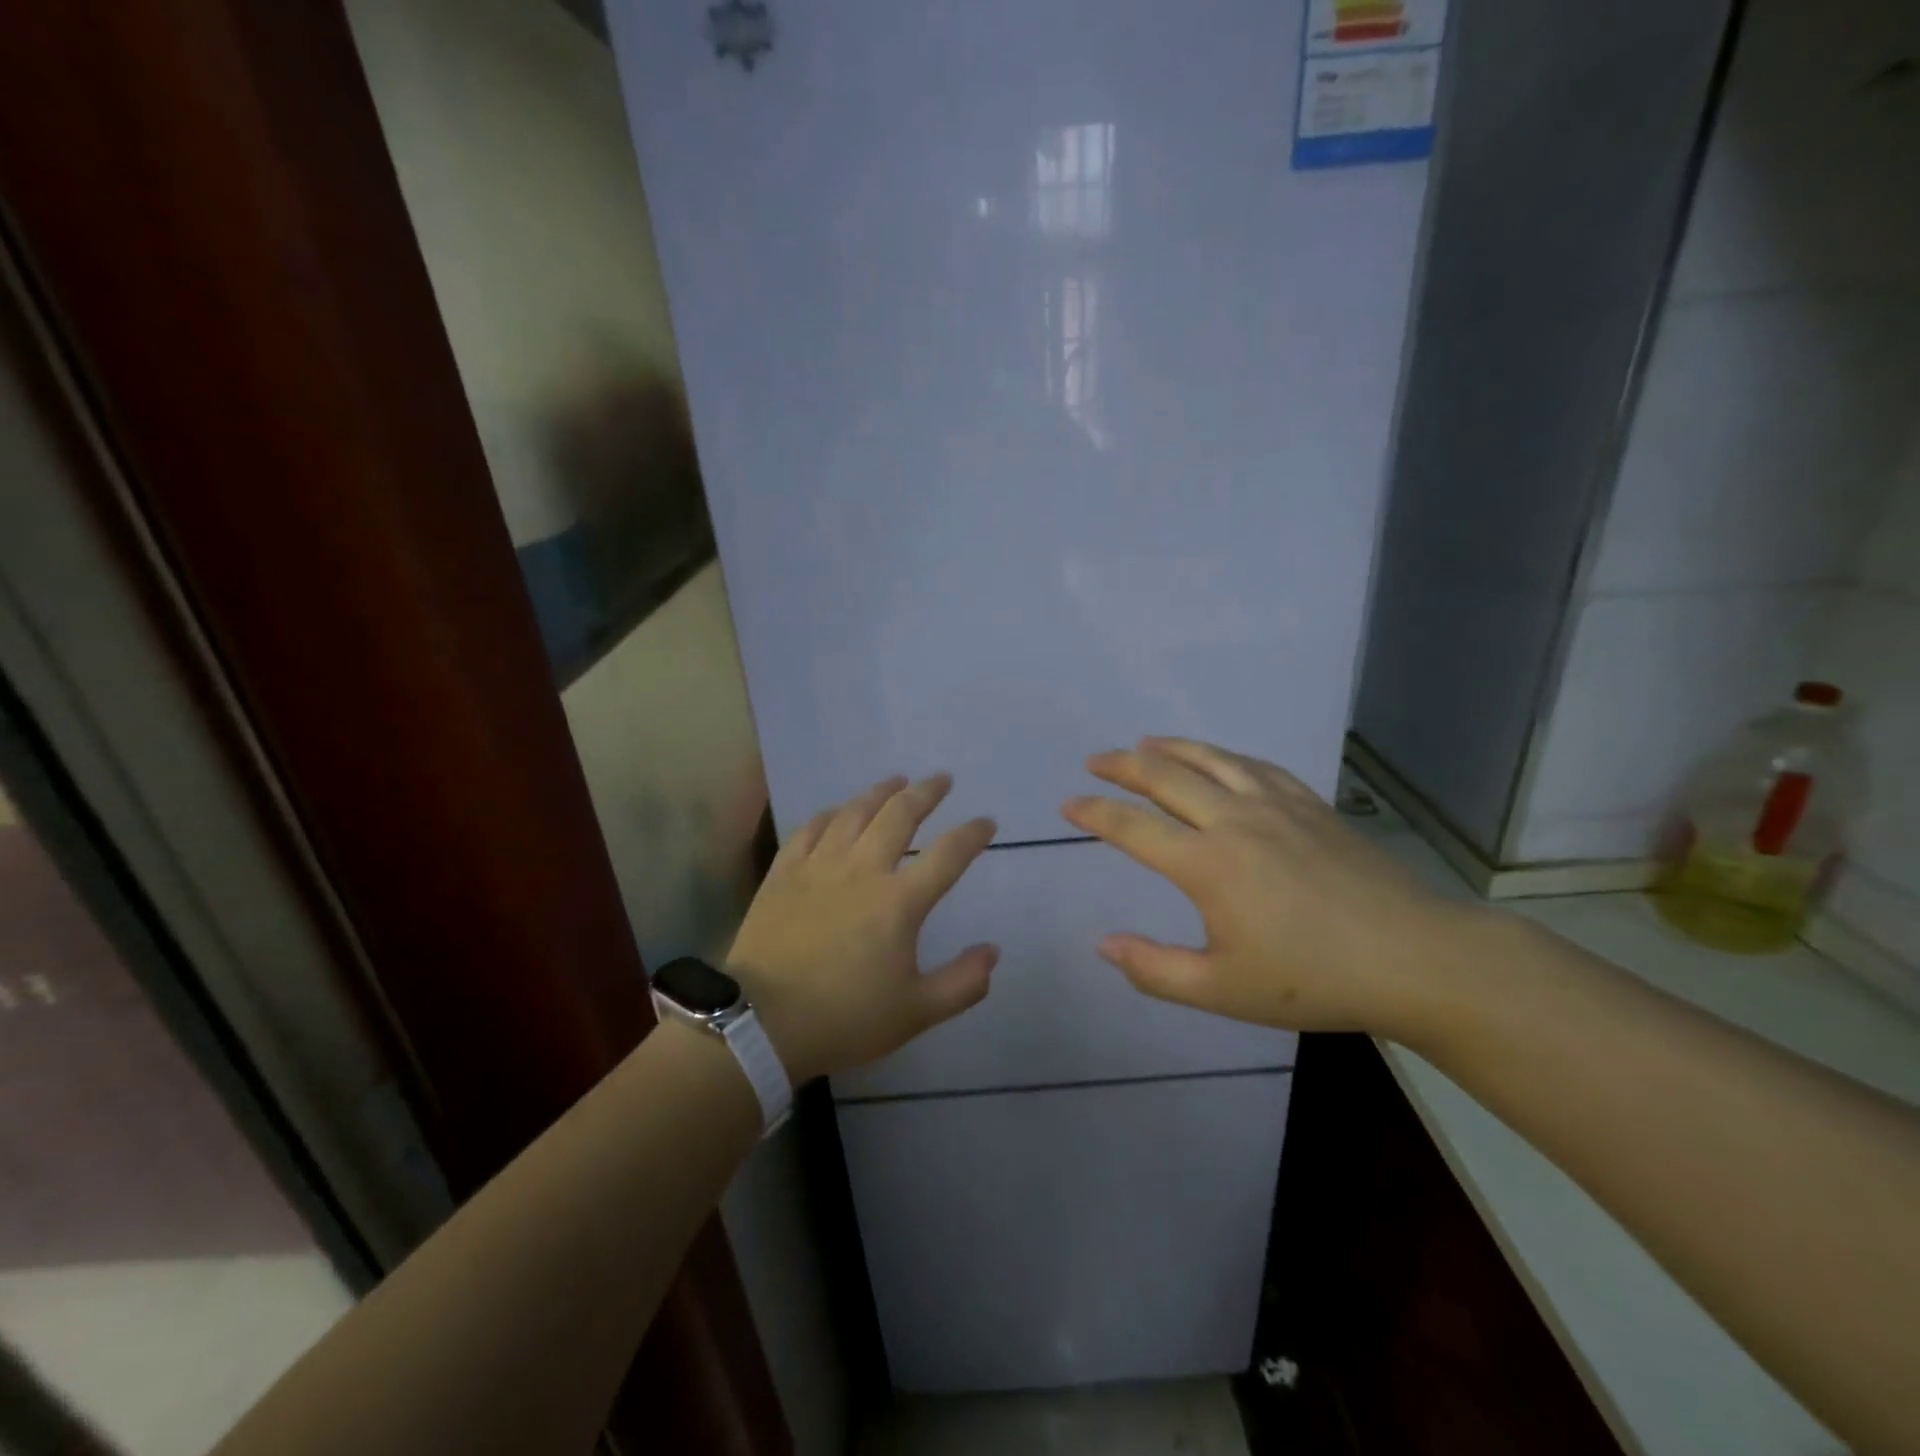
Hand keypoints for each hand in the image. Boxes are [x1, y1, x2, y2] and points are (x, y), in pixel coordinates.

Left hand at [726, 775, 998, 1083]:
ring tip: (896, 781)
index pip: (947, 854)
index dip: (971, 834)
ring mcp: (820, 865)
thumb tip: (993, 951)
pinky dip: (830, 814)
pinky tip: (837, 812)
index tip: (986, 822)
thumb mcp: (916, 1013)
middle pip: (900, 815)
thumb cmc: (844, 1018)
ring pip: (855, 812)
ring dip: (880, 792)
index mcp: (899, 901)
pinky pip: (810, 828)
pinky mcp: (784, 871)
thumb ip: (962, 983)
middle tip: (941, 779)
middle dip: (926, 793)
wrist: (761, 1023)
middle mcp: (863, 869)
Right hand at [1061, 737, 1480, 1037]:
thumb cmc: (1313, 978)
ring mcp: (1275, 805)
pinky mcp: (1310, 804)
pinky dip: (1223, 756)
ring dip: (1171, 748)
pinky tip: (1219, 759)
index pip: (1133, 827)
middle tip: (1095, 760)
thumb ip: (1155, 969)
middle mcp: (1234, 820)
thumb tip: (1103, 944)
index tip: (1068, 804)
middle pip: (1166, 777)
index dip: (1095, 813)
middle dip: (1123, 765)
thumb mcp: (1222, 990)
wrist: (1414, 956)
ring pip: (1211, 760)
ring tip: (1144, 743)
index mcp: (1207, 864)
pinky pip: (1255, 766)